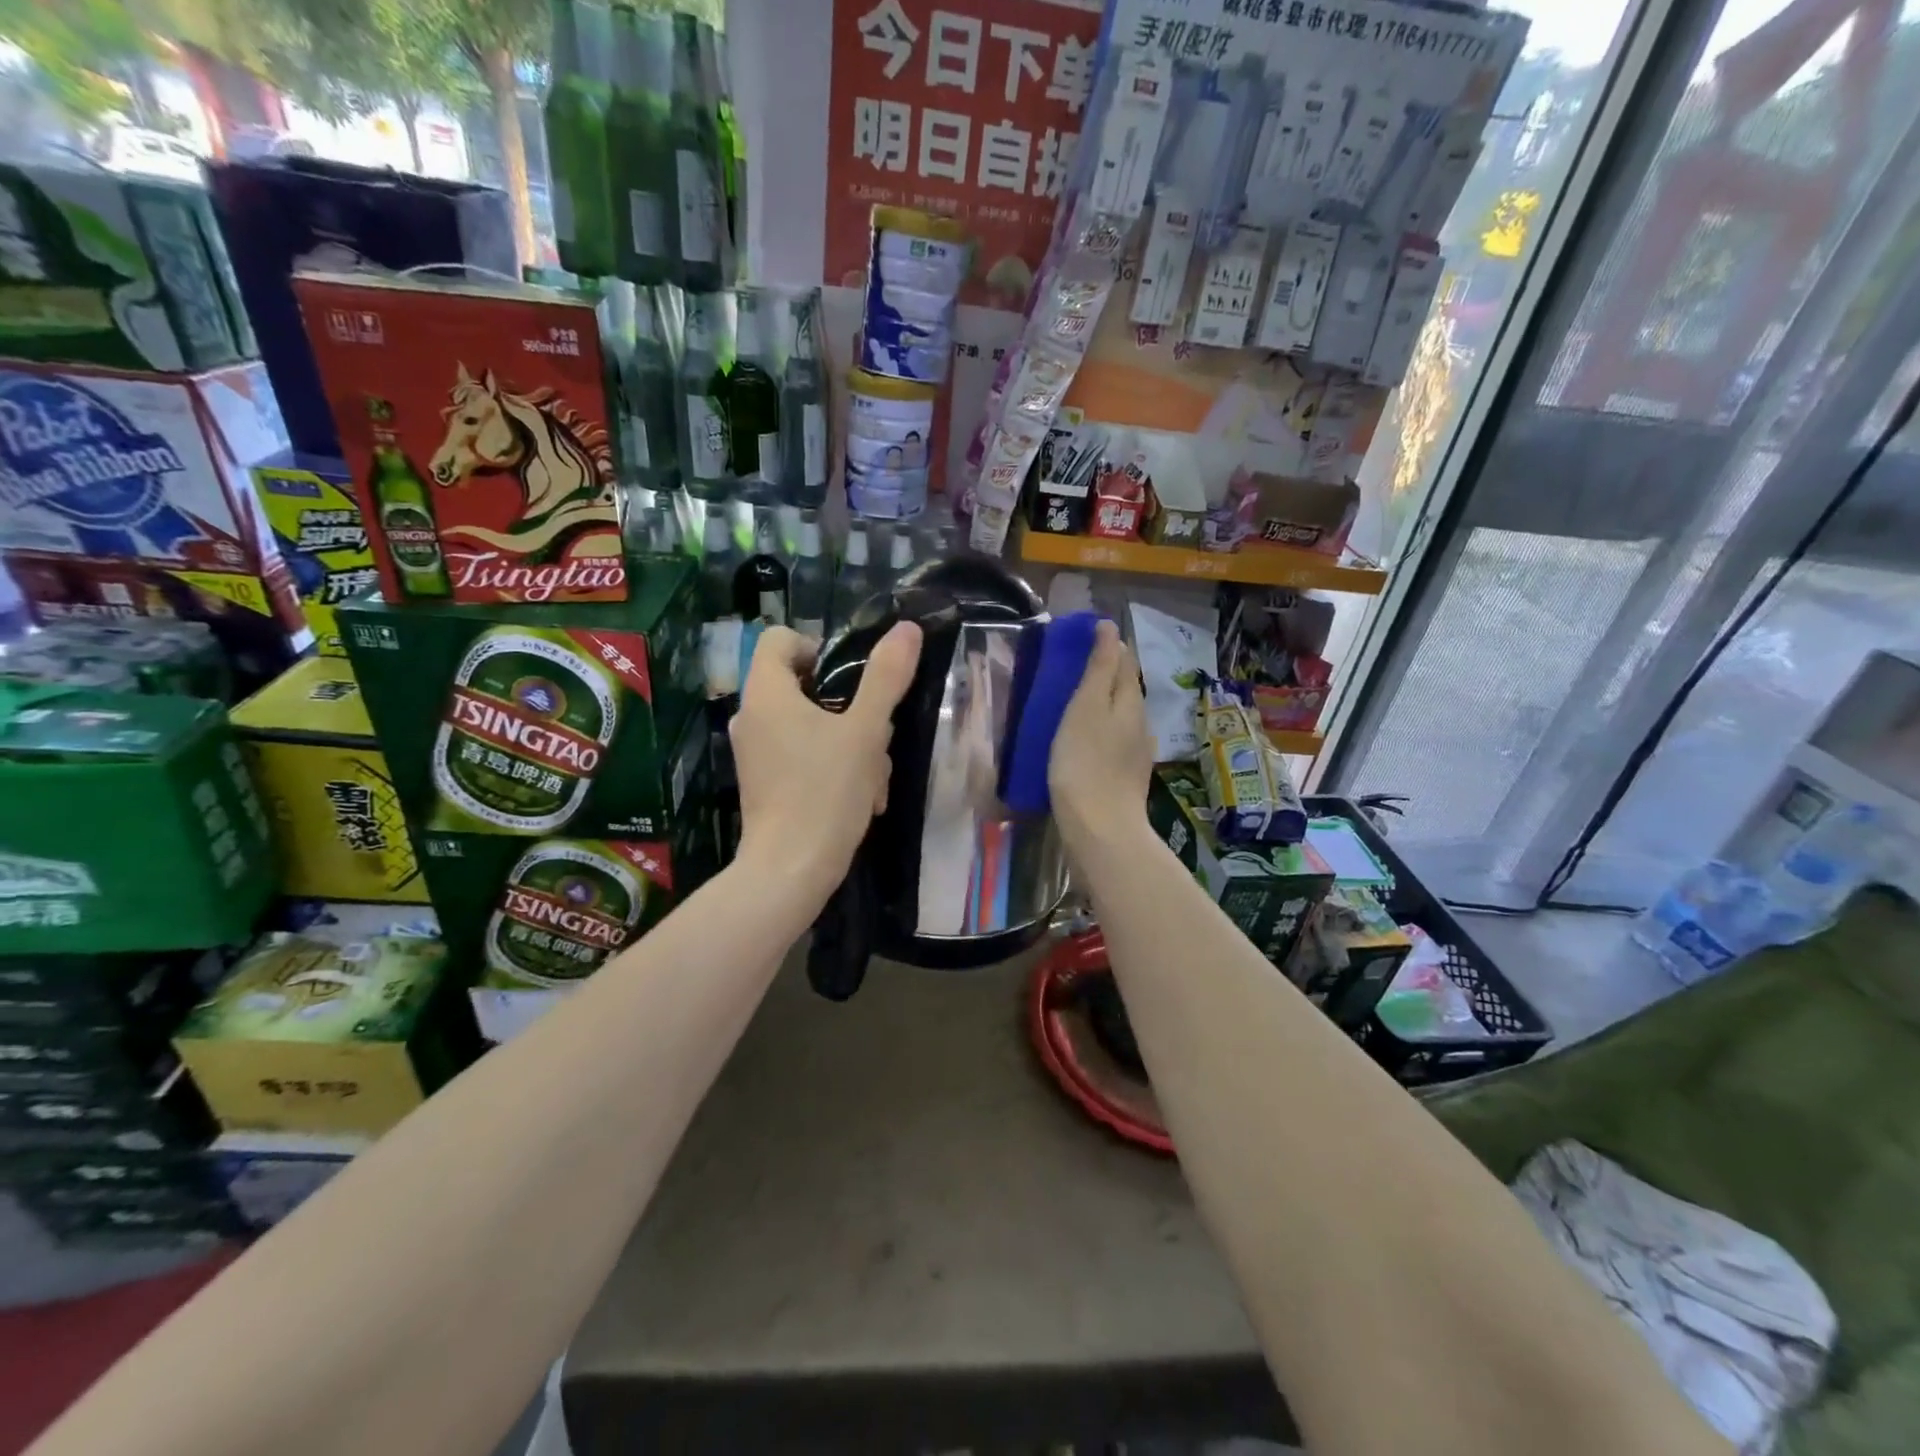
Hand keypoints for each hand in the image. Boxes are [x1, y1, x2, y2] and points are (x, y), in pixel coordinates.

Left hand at [730, 622, 923, 900]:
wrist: (790, 871)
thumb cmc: (825, 792)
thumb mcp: (866, 731)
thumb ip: (886, 677)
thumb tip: (907, 628)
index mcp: (766, 693)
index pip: (780, 639)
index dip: (819, 648)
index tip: (851, 680)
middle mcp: (751, 717)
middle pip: (804, 685)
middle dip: (850, 708)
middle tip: (876, 738)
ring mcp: (755, 753)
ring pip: (812, 725)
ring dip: (850, 743)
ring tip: (873, 778)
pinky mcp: (764, 782)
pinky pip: (802, 756)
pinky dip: (832, 767)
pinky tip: (861, 798)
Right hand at [1049, 618, 1153, 856]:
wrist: (1100, 829)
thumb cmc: (1085, 762)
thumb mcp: (1087, 707)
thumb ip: (1100, 668)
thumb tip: (1111, 628)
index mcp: (1131, 702)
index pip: (1124, 662)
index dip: (1108, 645)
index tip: (1085, 635)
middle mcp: (1140, 723)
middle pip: (1125, 688)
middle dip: (1106, 672)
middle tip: (1074, 664)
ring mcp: (1135, 753)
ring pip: (1121, 715)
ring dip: (1102, 702)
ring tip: (1075, 698)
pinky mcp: (1124, 777)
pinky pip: (1113, 740)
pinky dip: (1100, 728)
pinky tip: (1084, 738)